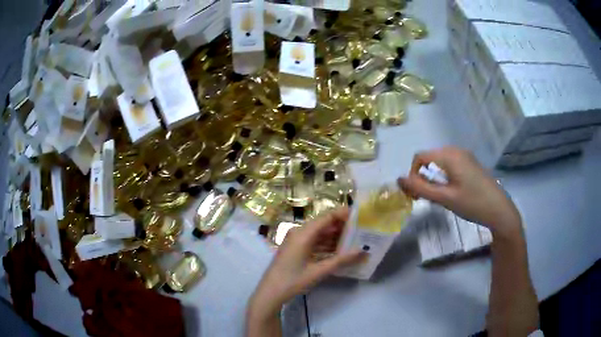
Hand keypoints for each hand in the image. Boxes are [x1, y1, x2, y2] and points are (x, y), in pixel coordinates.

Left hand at [248, 207, 363, 317]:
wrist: (271, 292)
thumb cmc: (294, 280)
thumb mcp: (319, 271)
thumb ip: (342, 260)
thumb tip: (363, 251)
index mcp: (303, 233)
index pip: (326, 217)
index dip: (343, 214)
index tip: (360, 216)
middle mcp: (299, 232)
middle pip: (323, 223)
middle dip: (341, 226)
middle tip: (360, 229)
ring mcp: (296, 240)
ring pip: (319, 233)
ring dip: (334, 236)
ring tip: (354, 239)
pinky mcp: (295, 248)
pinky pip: (313, 241)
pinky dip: (326, 244)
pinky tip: (339, 250)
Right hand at [398, 147, 521, 237]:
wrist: (499, 210)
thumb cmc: (472, 204)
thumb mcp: (444, 198)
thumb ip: (420, 188)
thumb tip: (399, 180)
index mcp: (449, 155)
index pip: (420, 157)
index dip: (412, 174)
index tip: (415, 195)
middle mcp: (456, 150)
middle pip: (429, 158)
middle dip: (421, 176)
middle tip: (423, 198)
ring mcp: (465, 156)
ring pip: (439, 162)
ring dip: (432, 177)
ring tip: (436, 197)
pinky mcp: (470, 164)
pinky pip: (450, 165)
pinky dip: (443, 176)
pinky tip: (449, 192)